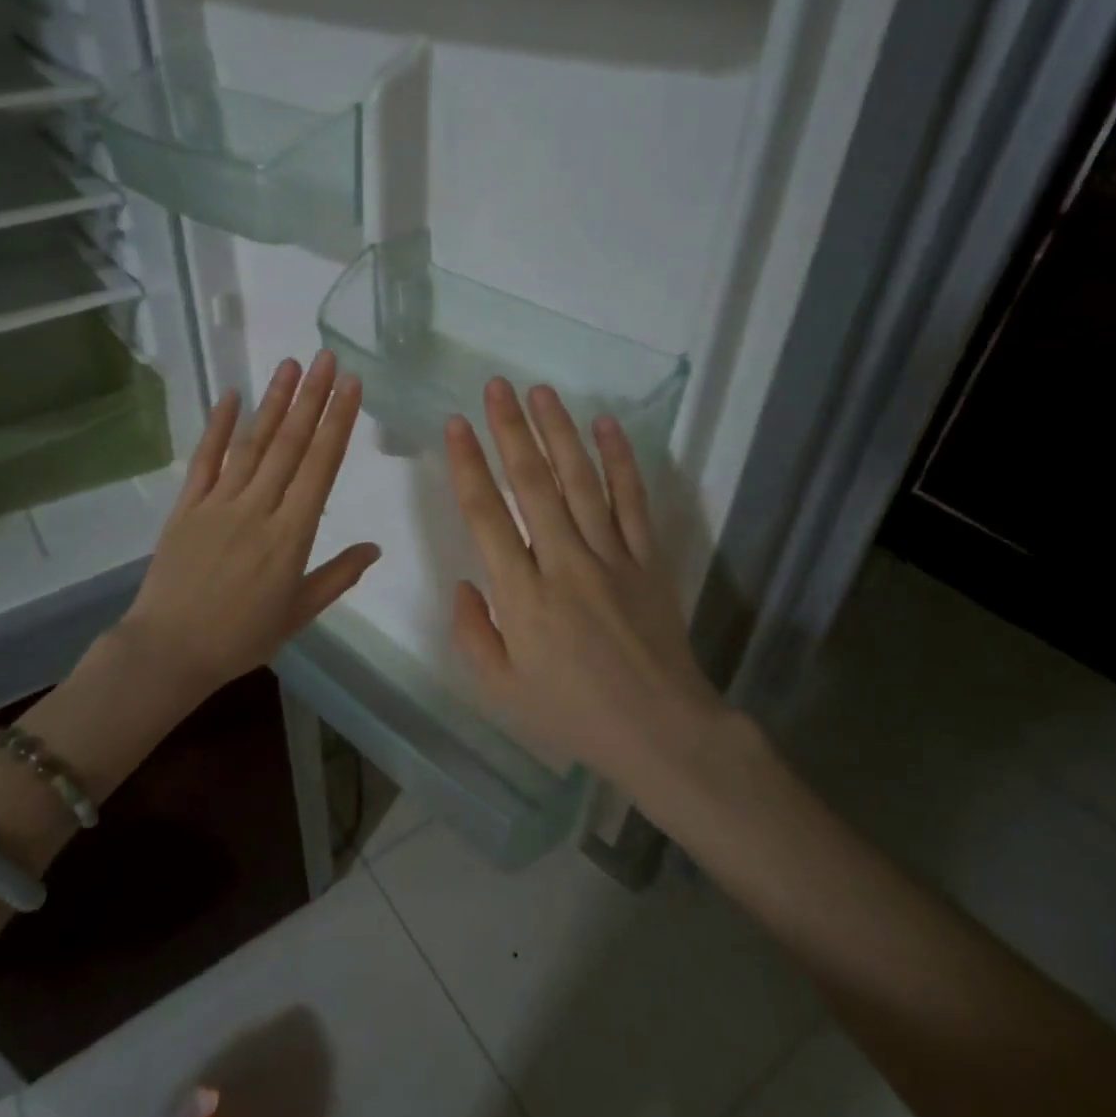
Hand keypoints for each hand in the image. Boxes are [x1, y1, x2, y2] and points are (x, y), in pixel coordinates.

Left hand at [118, 350, 379, 702]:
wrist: (169, 651)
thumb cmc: (240, 638)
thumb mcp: (298, 613)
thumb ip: (337, 577)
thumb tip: (374, 548)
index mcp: (291, 535)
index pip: (321, 467)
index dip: (338, 424)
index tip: (352, 388)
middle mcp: (258, 509)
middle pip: (290, 444)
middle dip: (313, 399)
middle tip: (329, 359)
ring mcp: (218, 504)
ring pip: (252, 444)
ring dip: (273, 402)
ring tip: (292, 365)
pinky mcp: (187, 507)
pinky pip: (205, 460)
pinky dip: (218, 427)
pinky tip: (230, 395)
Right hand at [444, 379, 754, 791]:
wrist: (660, 730)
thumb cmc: (572, 715)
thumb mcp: (501, 690)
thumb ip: (473, 634)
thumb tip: (464, 584)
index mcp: (522, 595)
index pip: (486, 516)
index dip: (468, 465)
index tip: (456, 425)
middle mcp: (564, 563)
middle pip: (533, 484)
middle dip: (510, 430)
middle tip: (496, 386)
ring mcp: (611, 557)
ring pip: (581, 481)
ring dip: (559, 432)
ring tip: (540, 392)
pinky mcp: (648, 560)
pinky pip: (633, 501)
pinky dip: (620, 461)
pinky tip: (606, 426)